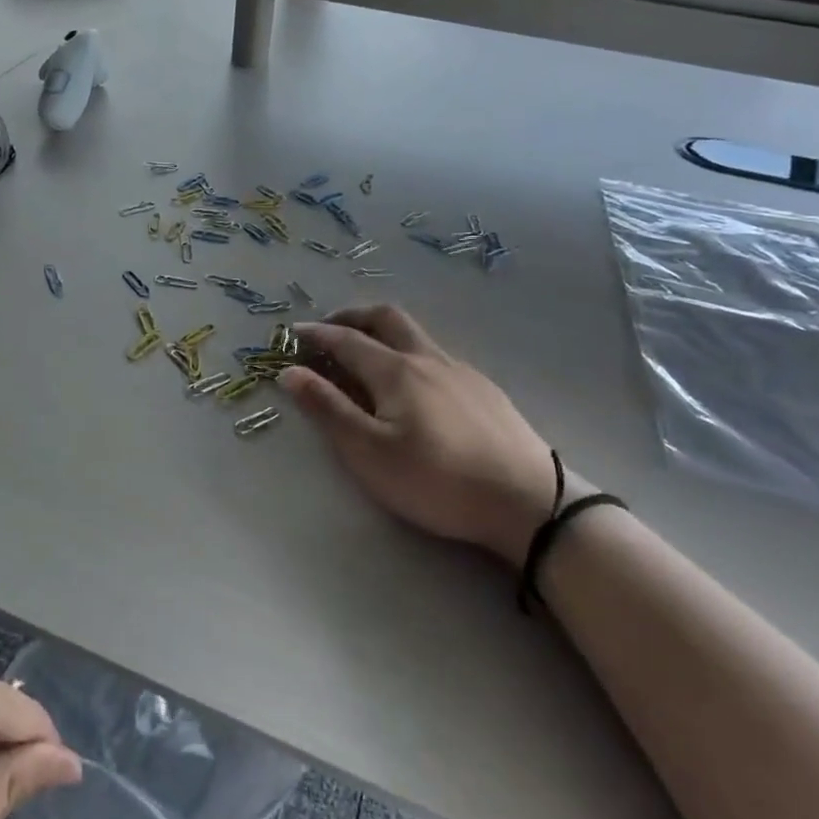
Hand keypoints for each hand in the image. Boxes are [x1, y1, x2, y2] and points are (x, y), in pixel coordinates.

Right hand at [280, 305, 585, 564]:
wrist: (528, 501)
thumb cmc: (437, 480)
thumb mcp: (369, 452)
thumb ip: (328, 409)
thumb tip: (290, 372)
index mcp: (396, 370)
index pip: (346, 340)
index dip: (316, 334)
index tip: (292, 333)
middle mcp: (428, 358)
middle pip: (386, 318)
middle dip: (352, 317)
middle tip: (329, 329)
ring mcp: (461, 371)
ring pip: (416, 334)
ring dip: (383, 332)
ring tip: (368, 354)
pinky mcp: (484, 389)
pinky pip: (437, 355)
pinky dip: (410, 352)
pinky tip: (415, 384)